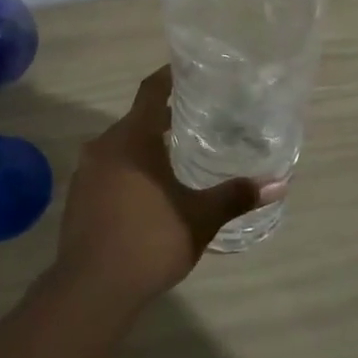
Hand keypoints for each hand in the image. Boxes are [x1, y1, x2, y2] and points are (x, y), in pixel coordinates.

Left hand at [56, 68, 281, 308]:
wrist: (91, 287)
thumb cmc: (149, 241)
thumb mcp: (199, 218)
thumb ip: (235, 196)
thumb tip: (278, 184)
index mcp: (131, 139)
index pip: (150, 92)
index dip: (168, 77)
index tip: (188, 70)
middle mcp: (103, 147)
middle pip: (136, 120)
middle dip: (163, 117)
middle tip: (197, 117)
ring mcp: (86, 172)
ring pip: (120, 147)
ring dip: (145, 146)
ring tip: (177, 154)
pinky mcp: (78, 197)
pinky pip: (108, 169)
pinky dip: (129, 169)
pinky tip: (149, 189)